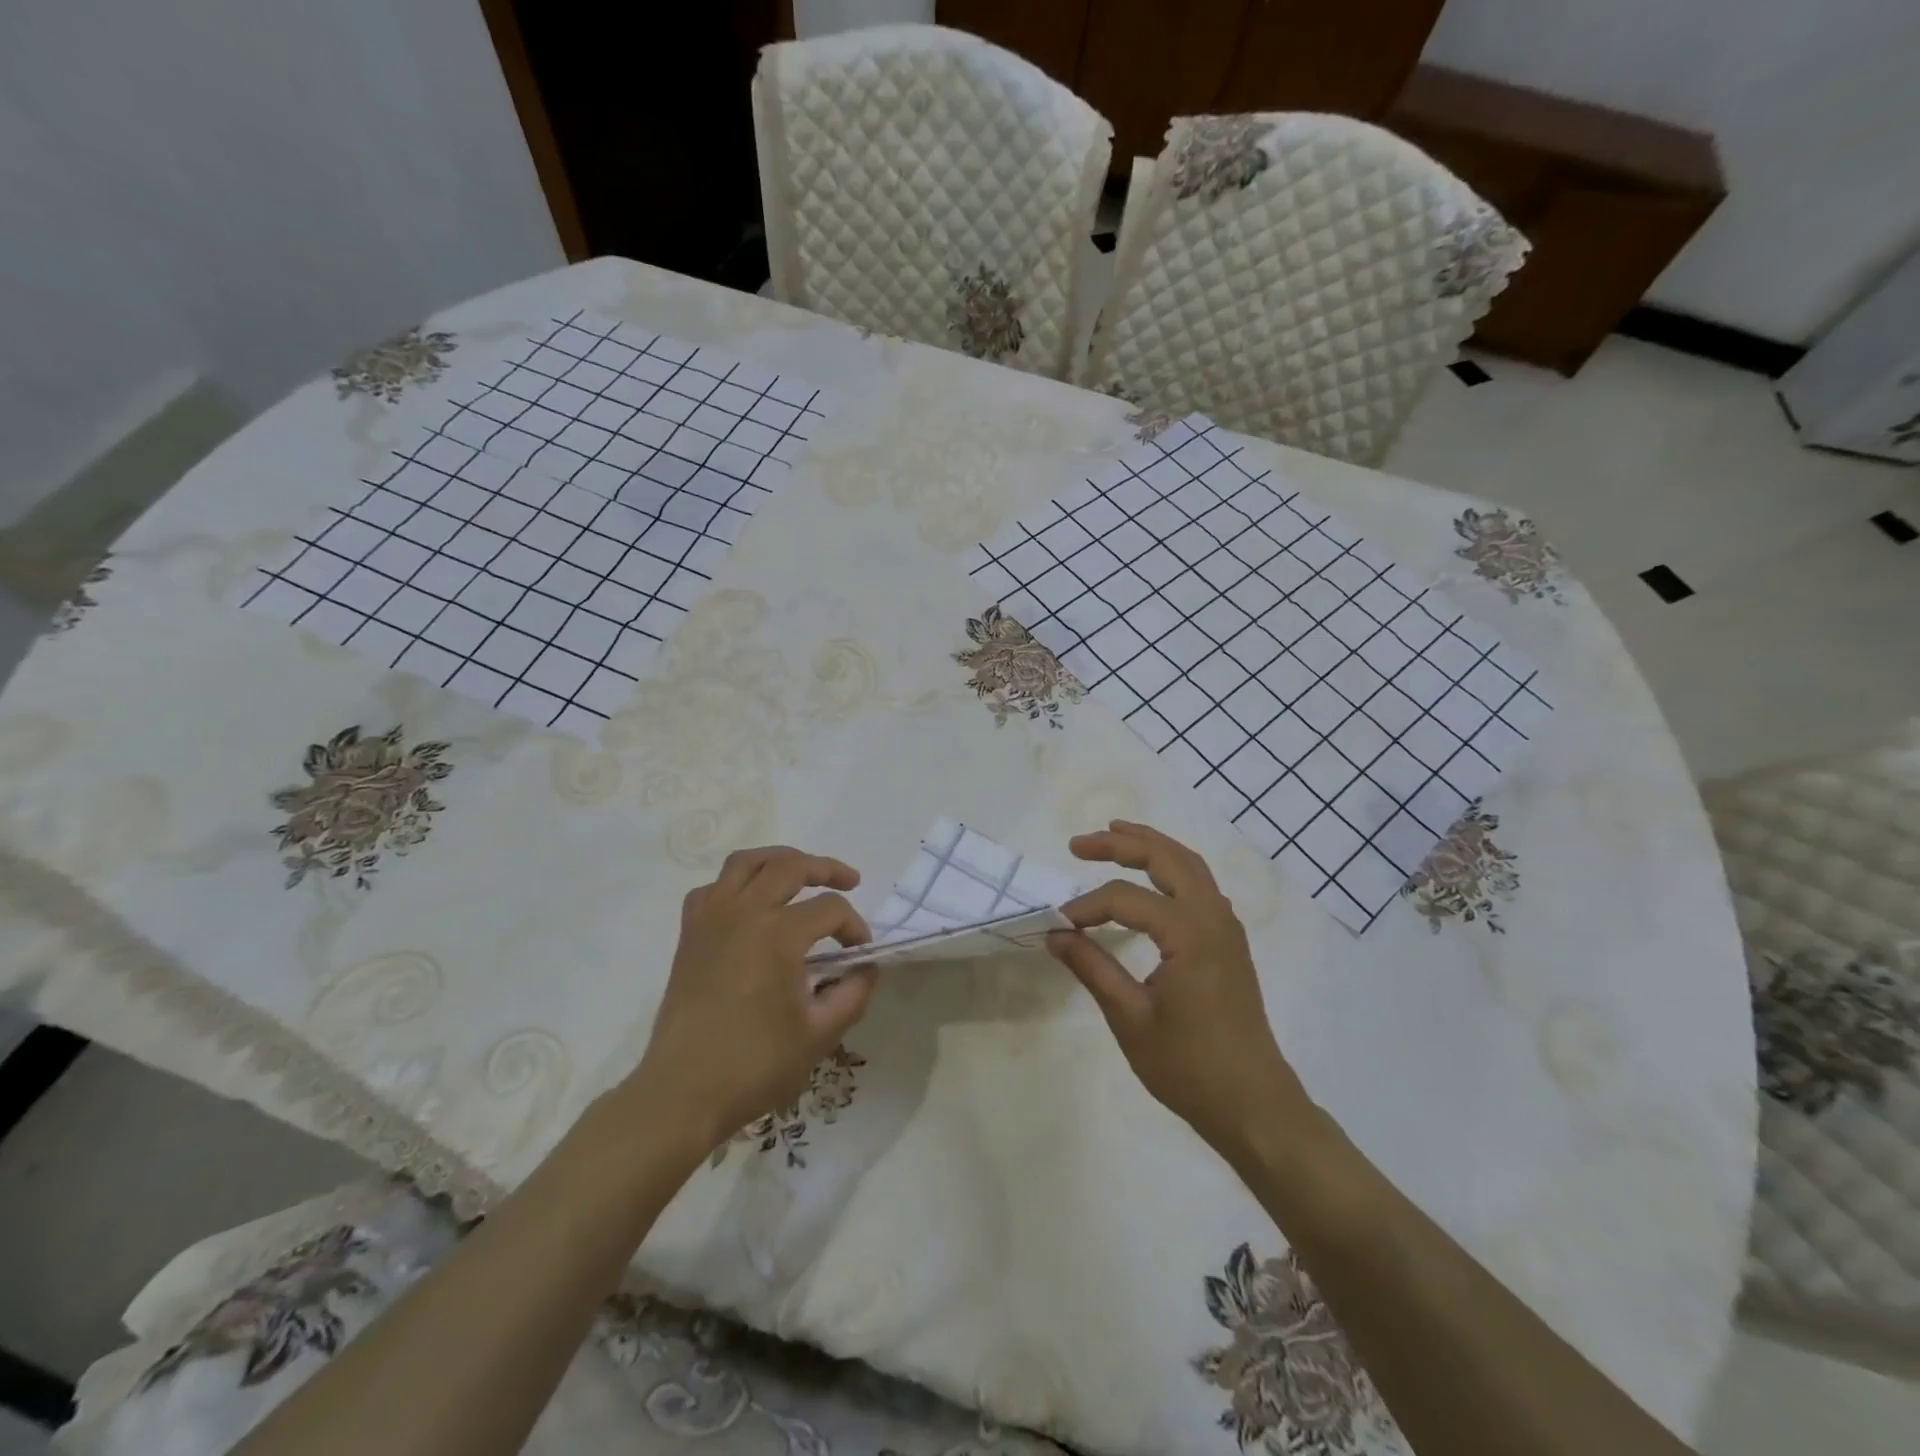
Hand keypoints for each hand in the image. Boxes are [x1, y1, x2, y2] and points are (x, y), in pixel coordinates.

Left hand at [631, 846, 874, 1151]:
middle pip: (791, 867)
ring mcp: (711, 919)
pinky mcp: (690, 933)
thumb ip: (853, 993)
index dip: (855, 927)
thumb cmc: (755, 1065)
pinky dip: (736, 884)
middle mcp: (743, 912)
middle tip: (849, 882)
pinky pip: (713, 888)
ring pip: (747, 862)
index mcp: (778, 935)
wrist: (682, 1092)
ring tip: (801, 873)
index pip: (831, 910)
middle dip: (826, 870)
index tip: (861, 953)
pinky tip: (750, 904)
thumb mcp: (821, 1034)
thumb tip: (866, 966)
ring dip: (780, 860)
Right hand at [1047, 820, 1312, 1158]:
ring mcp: (1227, 927)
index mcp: (1189, 934)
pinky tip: (1151, 876)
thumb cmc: (1189, 1066)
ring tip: (1114, 833)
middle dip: (1121, 843)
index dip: (1087, 906)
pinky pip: (1200, 884)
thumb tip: (1056, 933)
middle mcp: (1213, 917)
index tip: (1057, 925)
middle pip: (1166, 857)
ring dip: (1151, 845)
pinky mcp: (1229, 941)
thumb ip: (1092, 967)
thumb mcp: (1130, 1018)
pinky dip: (1171, 866)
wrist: (1253, 1104)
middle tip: (1079, 844)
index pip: (1126, 899)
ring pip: (1189, 864)